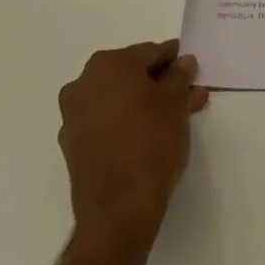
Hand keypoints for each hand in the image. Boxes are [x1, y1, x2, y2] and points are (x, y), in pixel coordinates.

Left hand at [58, 40, 208, 245]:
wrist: (118, 211)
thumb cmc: (151, 143)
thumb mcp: (176, 102)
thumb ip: (180, 76)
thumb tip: (182, 62)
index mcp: (108, 64)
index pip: (150, 52)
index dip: (174, 60)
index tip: (191, 68)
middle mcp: (84, 83)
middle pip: (132, 75)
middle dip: (162, 83)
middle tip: (188, 95)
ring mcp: (74, 116)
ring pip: (120, 99)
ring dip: (147, 103)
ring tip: (178, 117)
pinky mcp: (73, 146)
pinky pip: (106, 122)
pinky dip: (127, 122)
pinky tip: (152, 134)